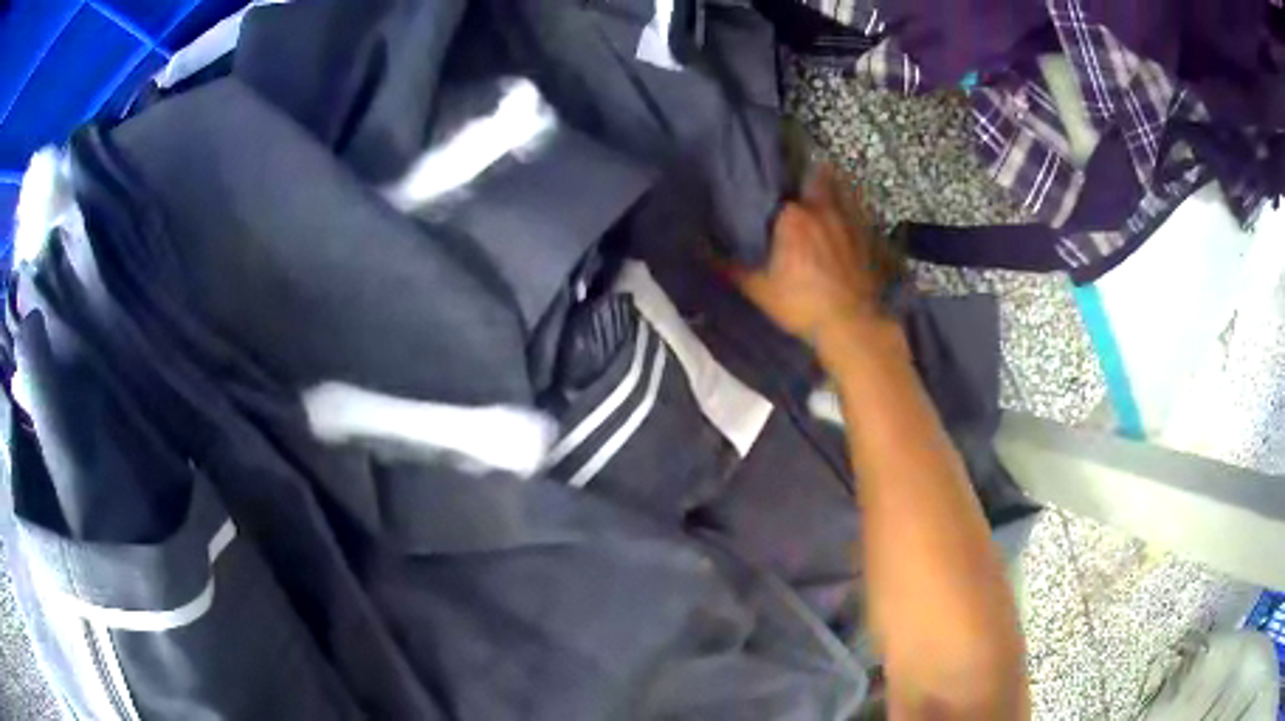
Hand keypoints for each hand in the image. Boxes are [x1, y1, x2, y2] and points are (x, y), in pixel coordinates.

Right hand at [729, 166, 899, 356]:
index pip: (777, 187)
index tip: (768, 187)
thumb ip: (728, 266)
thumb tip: (699, 249)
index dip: (773, 186)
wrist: (850, 325)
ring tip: (821, 191)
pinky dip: (850, 211)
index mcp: (792, 216)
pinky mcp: (867, 238)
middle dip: (807, 176)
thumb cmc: (800, 304)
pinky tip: (844, 220)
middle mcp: (821, 210)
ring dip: (831, 187)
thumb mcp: (757, 289)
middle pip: (815, 177)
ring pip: (841, 190)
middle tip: (796, 183)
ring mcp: (848, 222)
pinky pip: (857, 213)